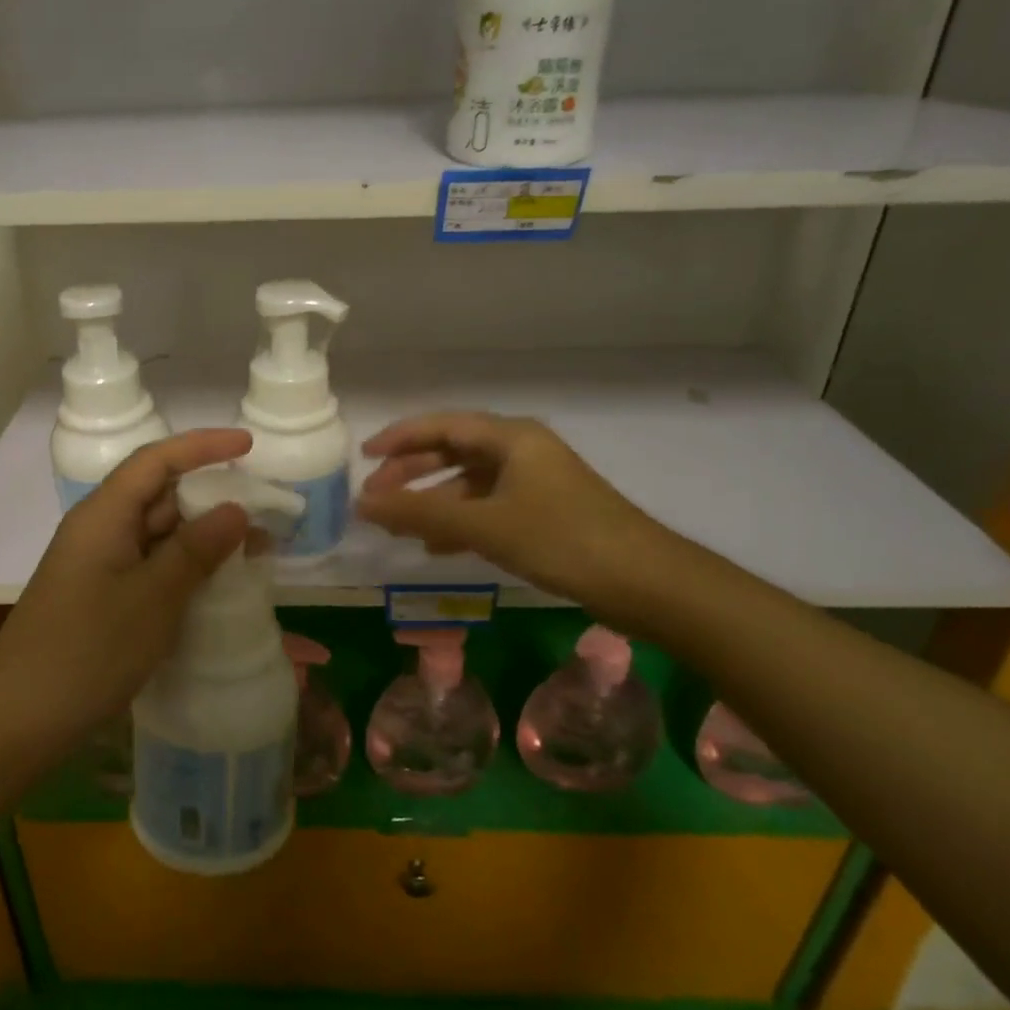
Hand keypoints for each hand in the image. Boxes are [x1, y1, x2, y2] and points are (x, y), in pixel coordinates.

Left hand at [0, 429, 252, 760]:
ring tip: (257, 548)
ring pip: (159, 534)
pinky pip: (151, 566)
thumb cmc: (86, 650)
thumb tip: (236, 509)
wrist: (18, 720)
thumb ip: (196, 550)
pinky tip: (219, 584)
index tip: (249, 445)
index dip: (203, 446)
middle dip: (212, 496)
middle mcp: (100, 530)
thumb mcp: (152, 597)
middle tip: (265, 509)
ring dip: (204, 537)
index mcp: (104, 515)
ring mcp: (100, 565)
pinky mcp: (103, 597)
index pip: (157, 460)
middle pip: (160, 494)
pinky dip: (186, 568)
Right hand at [356, 412, 672, 610]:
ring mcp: (534, 481)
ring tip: (400, 527)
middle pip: (452, 451)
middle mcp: (521, 450)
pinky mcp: (544, 512)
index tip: (363, 458)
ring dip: (433, 501)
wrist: (646, 583)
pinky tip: (439, 546)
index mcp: (510, 437)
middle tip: (374, 496)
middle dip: (411, 473)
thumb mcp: (484, 525)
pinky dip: (459, 521)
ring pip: (469, 483)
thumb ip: (420, 512)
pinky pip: (488, 506)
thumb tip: (362, 503)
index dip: (399, 438)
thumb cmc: (562, 540)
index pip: (440, 426)